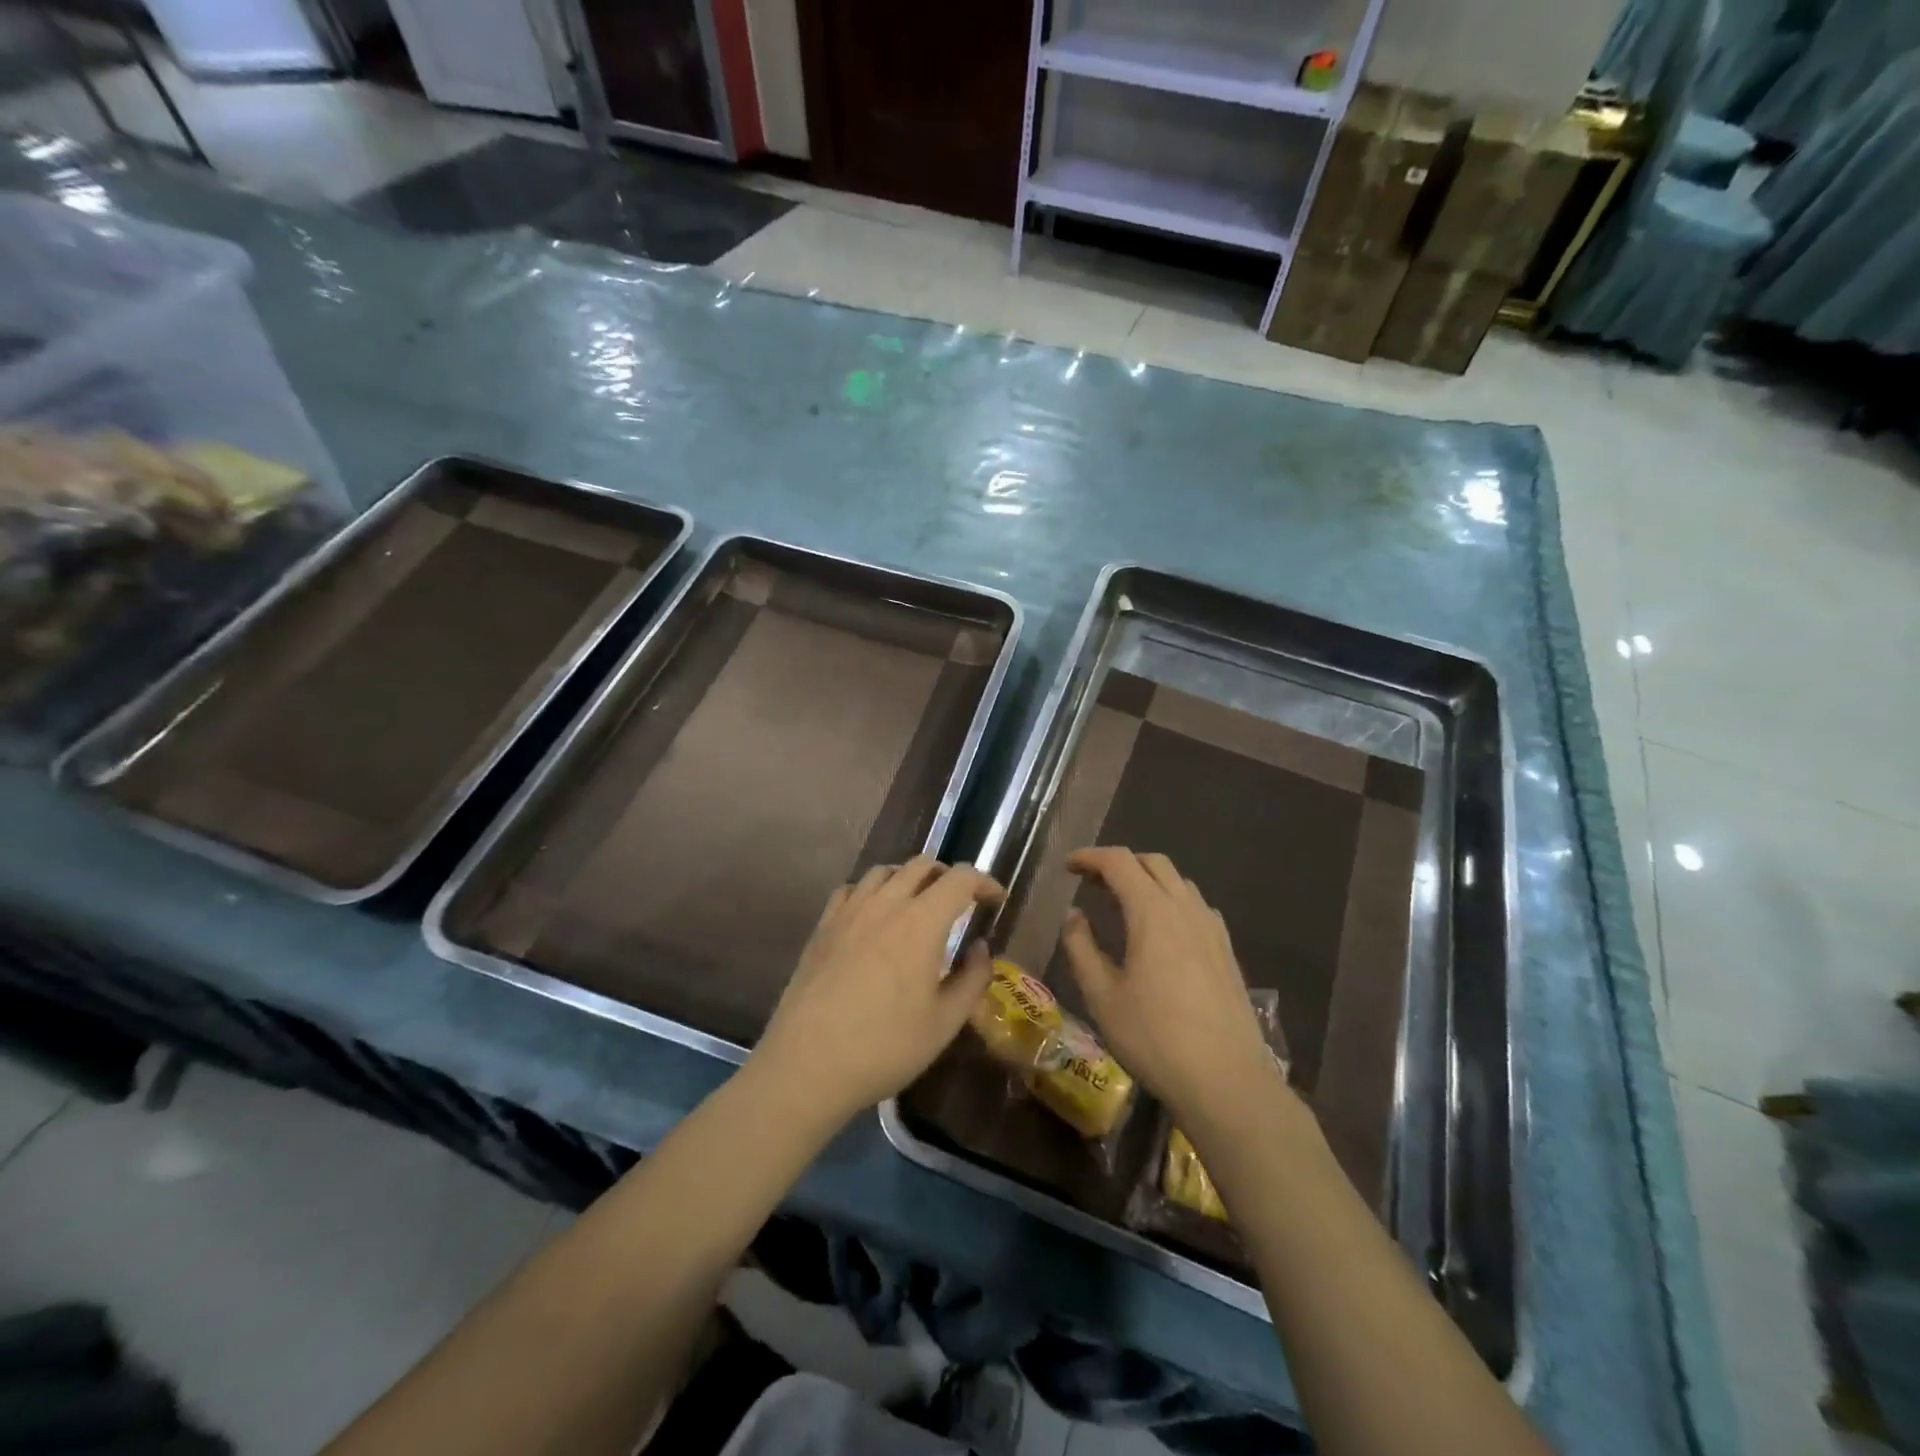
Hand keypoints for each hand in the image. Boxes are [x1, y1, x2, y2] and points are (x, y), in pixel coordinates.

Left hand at [754, 856, 1002, 1124]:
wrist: (808, 1064)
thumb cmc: (885, 1047)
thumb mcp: (944, 1022)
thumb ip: (972, 978)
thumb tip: (981, 948)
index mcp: (921, 922)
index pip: (960, 878)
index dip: (984, 882)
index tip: (995, 900)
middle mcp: (885, 904)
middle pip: (922, 865)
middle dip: (948, 876)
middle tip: (960, 902)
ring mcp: (849, 911)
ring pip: (885, 871)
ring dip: (909, 878)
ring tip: (918, 904)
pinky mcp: (823, 926)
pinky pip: (852, 888)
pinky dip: (872, 891)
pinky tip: (874, 915)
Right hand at [1060, 847, 1285, 1125]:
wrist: (1226, 1080)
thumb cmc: (1154, 1038)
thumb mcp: (1102, 996)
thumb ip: (1082, 948)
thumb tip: (1075, 916)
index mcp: (1152, 913)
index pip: (1119, 862)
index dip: (1090, 857)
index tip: (1068, 867)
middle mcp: (1186, 909)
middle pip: (1153, 863)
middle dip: (1120, 863)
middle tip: (1092, 882)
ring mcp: (1212, 929)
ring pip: (1179, 882)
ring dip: (1147, 880)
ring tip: (1123, 903)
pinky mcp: (1227, 951)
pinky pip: (1196, 906)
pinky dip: (1172, 901)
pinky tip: (1162, 930)